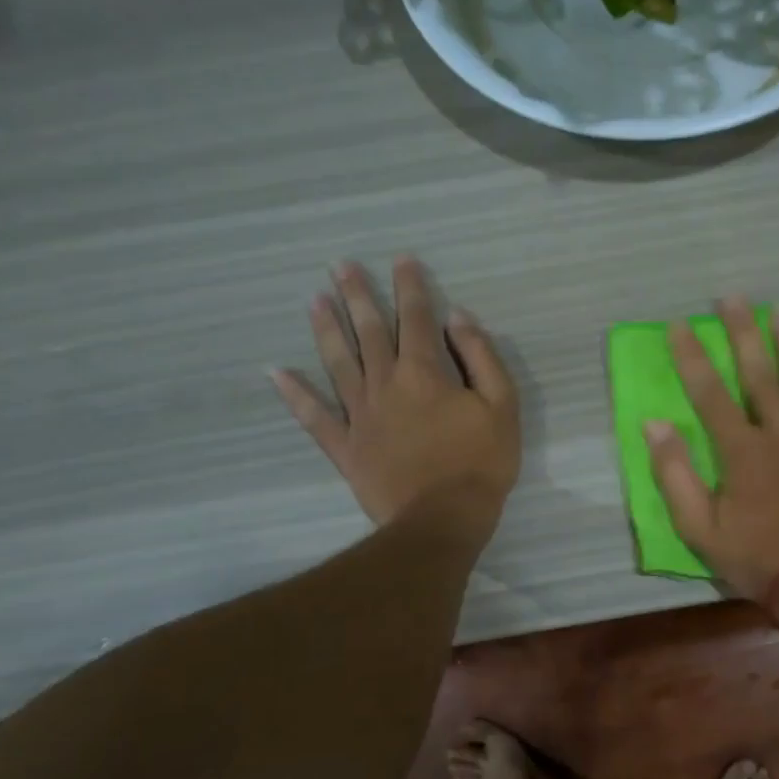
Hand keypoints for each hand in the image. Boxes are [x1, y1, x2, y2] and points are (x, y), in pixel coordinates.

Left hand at [271, 258, 519, 545]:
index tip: (401, 259)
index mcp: (425, 372)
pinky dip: (294, 394)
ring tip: (314, 299)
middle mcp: (385, 384)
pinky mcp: (345, 447)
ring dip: (326, 329)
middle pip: (370, 332)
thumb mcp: (502, 405)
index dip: (410, 287)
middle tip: (340, 265)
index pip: (417, 319)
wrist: (443, 519)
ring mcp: (360, 416)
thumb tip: (458, 318)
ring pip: (338, 363)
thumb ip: (481, 357)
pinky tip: (276, 372)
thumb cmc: (481, 462)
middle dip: (358, 295)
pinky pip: (314, 417)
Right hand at [645, 297, 778, 600]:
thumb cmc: (757, 559)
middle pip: (759, 376)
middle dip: (742, 334)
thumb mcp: (699, 528)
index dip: (692, 357)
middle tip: (732, 298)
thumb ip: (675, 474)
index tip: (680, 324)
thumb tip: (655, 424)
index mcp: (741, 452)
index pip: (710, 394)